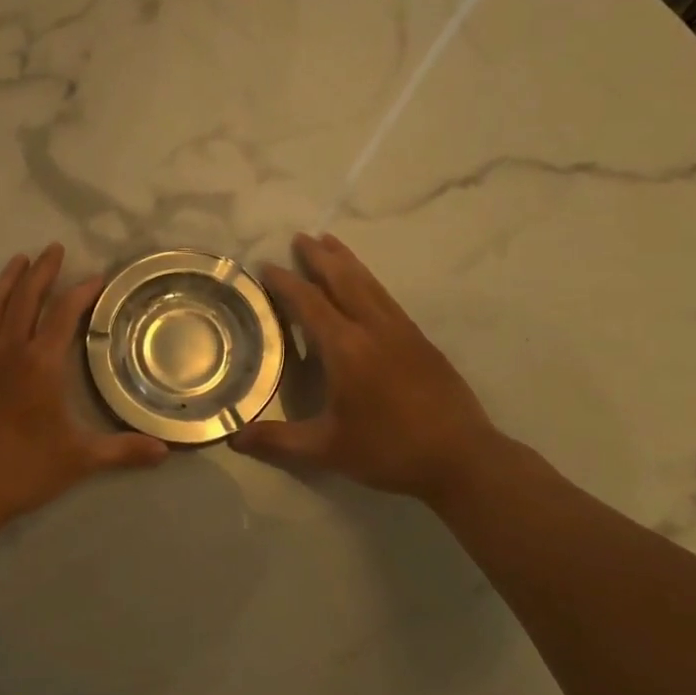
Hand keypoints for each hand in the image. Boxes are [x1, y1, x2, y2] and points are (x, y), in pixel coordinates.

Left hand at [0, 244, 167, 526]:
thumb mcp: (79, 460)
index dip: (82, 291)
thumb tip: (165, 451)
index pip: (64, 314)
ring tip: (19, 260)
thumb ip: (122, 451)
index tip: (97, 277)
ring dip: (8, 280)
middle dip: (42, 271)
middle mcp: (9, 351)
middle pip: (26, 298)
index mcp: (41, 364)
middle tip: (54, 248)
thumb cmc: (23, 469)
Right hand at [231, 233, 503, 502]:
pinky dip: (368, 280)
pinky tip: (365, 285)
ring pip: (369, 283)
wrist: (462, 458)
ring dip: (346, 261)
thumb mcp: (327, 450)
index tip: (267, 265)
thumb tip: (233, 439)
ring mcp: (401, 331)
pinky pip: (386, 297)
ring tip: (330, 242)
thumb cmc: (389, 451)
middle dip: (319, 257)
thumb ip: (278, 442)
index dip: (286, 283)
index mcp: (347, 349)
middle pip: (343, 280)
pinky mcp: (420, 340)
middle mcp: (374, 329)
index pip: (310, 304)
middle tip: (300, 237)